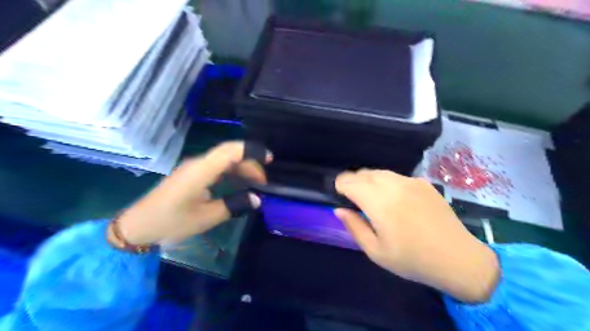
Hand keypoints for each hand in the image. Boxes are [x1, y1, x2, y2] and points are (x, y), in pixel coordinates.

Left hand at [114, 139, 272, 245]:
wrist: (138, 226)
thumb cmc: (171, 222)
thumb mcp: (206, 217)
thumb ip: (234, 205)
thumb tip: (257, 199)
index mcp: (201, 171)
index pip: (230, 151)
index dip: (251, 150)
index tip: (269, 159)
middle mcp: (198, 164)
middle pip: (229, 154)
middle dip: (250, 164)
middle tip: (263, 183)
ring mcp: (194, 168)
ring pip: (224, 160)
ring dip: (242, 168)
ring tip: (255, 183)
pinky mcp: (192, 175)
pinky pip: (217, 167)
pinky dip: (232, 173)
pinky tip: (239, 183)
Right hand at [334, 170, 498, 301]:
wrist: (458, 259)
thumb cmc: (412, 260)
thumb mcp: (376, 251)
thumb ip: (354, 227)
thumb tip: (339, 210)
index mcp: (379, 203)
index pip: (350, 182)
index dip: (340, 185)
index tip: (338, 192)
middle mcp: (394, 186)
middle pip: (364, 173)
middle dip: (353, 181)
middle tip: (351, 195)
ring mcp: (411, 182)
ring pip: (380, 172)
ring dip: (368, 179)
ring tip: (368, 194)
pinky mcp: (424, 183)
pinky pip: (397, 176)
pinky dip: (386, 181)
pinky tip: (392, 196)